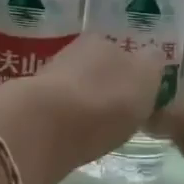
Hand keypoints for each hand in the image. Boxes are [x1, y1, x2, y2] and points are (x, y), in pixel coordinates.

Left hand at [0, 36, 166, 183]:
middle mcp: (73, 55)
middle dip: (108, 90)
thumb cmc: (103, 101)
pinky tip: (78, 141)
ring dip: (88, 108)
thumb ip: (152, 67)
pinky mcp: (32, 113)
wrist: (43, 128)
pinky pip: (61, 117)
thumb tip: (150, 58)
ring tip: (101, 132)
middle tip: (122, 116)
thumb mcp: (145, 79)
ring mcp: (49, 84)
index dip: (135, 74)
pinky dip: (70, 127)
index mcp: (101, 42)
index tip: (142, 97)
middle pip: (99, 71)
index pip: (125, 52)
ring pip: (78, 93)